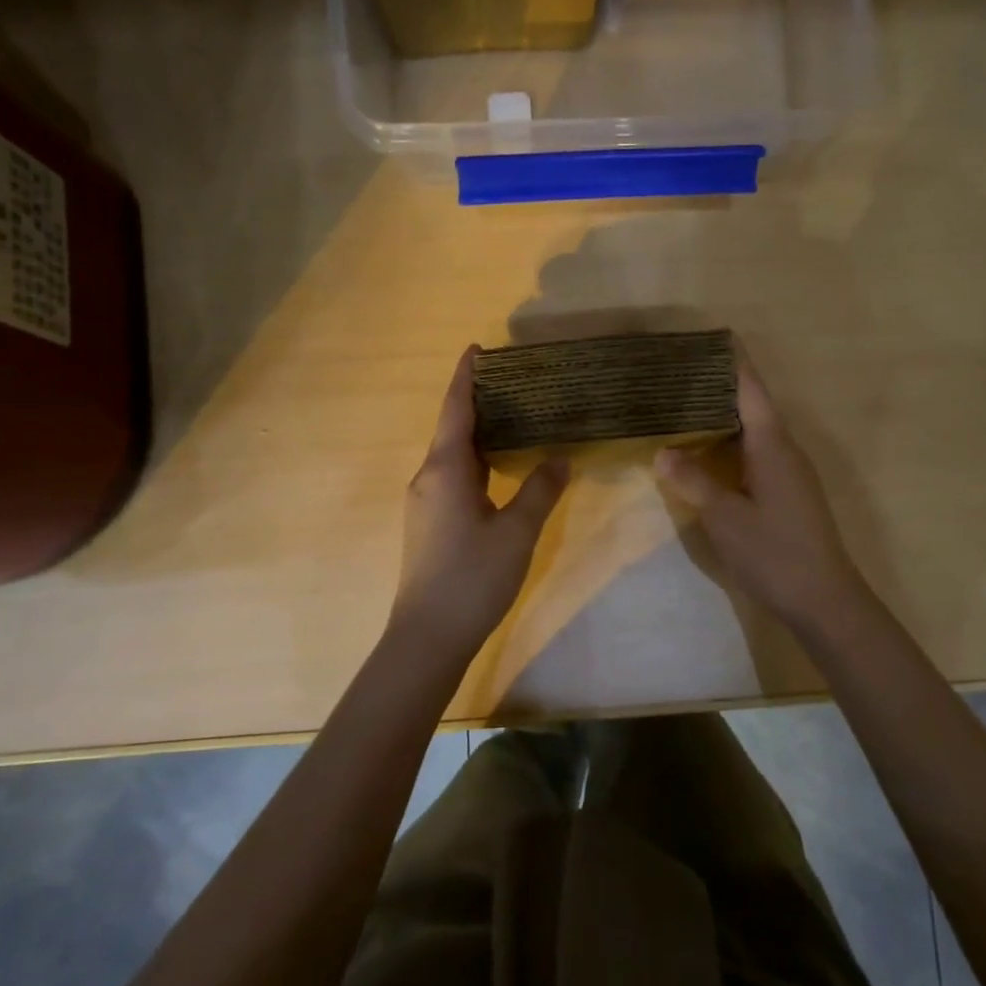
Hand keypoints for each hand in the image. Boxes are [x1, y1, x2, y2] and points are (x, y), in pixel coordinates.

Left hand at [389, 347, 568, 654]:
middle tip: (516, 381)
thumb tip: (560, 458)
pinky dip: (477, 459)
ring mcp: (426, 501)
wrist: (427, 636)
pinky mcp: (430, 522)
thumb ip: (539, 490)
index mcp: (445, 469)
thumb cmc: (472, 578)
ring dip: (479, 432)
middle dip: (479, 401)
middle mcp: (429, 477)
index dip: (466, 377)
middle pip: (453, 427)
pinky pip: (453, 475)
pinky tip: (501, 465)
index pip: (456, 409)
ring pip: (453, 454)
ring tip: (515, 415)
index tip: (478, 348)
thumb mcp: (516, 532)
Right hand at [655, 351, 867, 632]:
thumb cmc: (774, 552)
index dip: (733, 362)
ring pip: (754, 430)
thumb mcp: (725, 517)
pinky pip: (756, 452)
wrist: (824, 599)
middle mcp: (785, 449)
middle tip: (681, 374)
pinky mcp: (788, 492)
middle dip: (720, 386)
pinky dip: (730, 443)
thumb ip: (694, 481)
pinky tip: (707, 453)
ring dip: (724, 416)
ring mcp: (790, 471)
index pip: (751, 389)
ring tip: (685, 406)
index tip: (714, 335)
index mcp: (772, 444)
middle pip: (752, 405)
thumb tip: (663, 452)